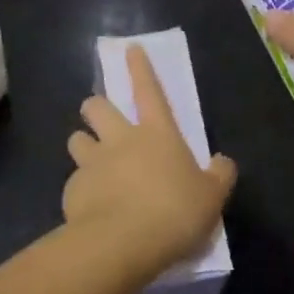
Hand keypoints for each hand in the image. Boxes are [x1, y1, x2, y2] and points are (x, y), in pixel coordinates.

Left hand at [64, 46, 236, 277]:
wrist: (122, 244)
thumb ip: (219, 175)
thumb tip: (222, 162)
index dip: (140, 68)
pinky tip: (91, 208)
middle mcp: (120, 139)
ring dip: (83, 145)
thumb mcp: (212, 196)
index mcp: (157, 133)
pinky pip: (73, 182)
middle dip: (95, 106)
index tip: (130, 48)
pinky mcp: (72, 191)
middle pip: (98, 107)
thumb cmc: (174, 212)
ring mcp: (92, 163)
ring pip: (77, 140)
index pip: (149, 90)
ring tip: (90, 161)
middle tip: (98, 116)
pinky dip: (81, 189)